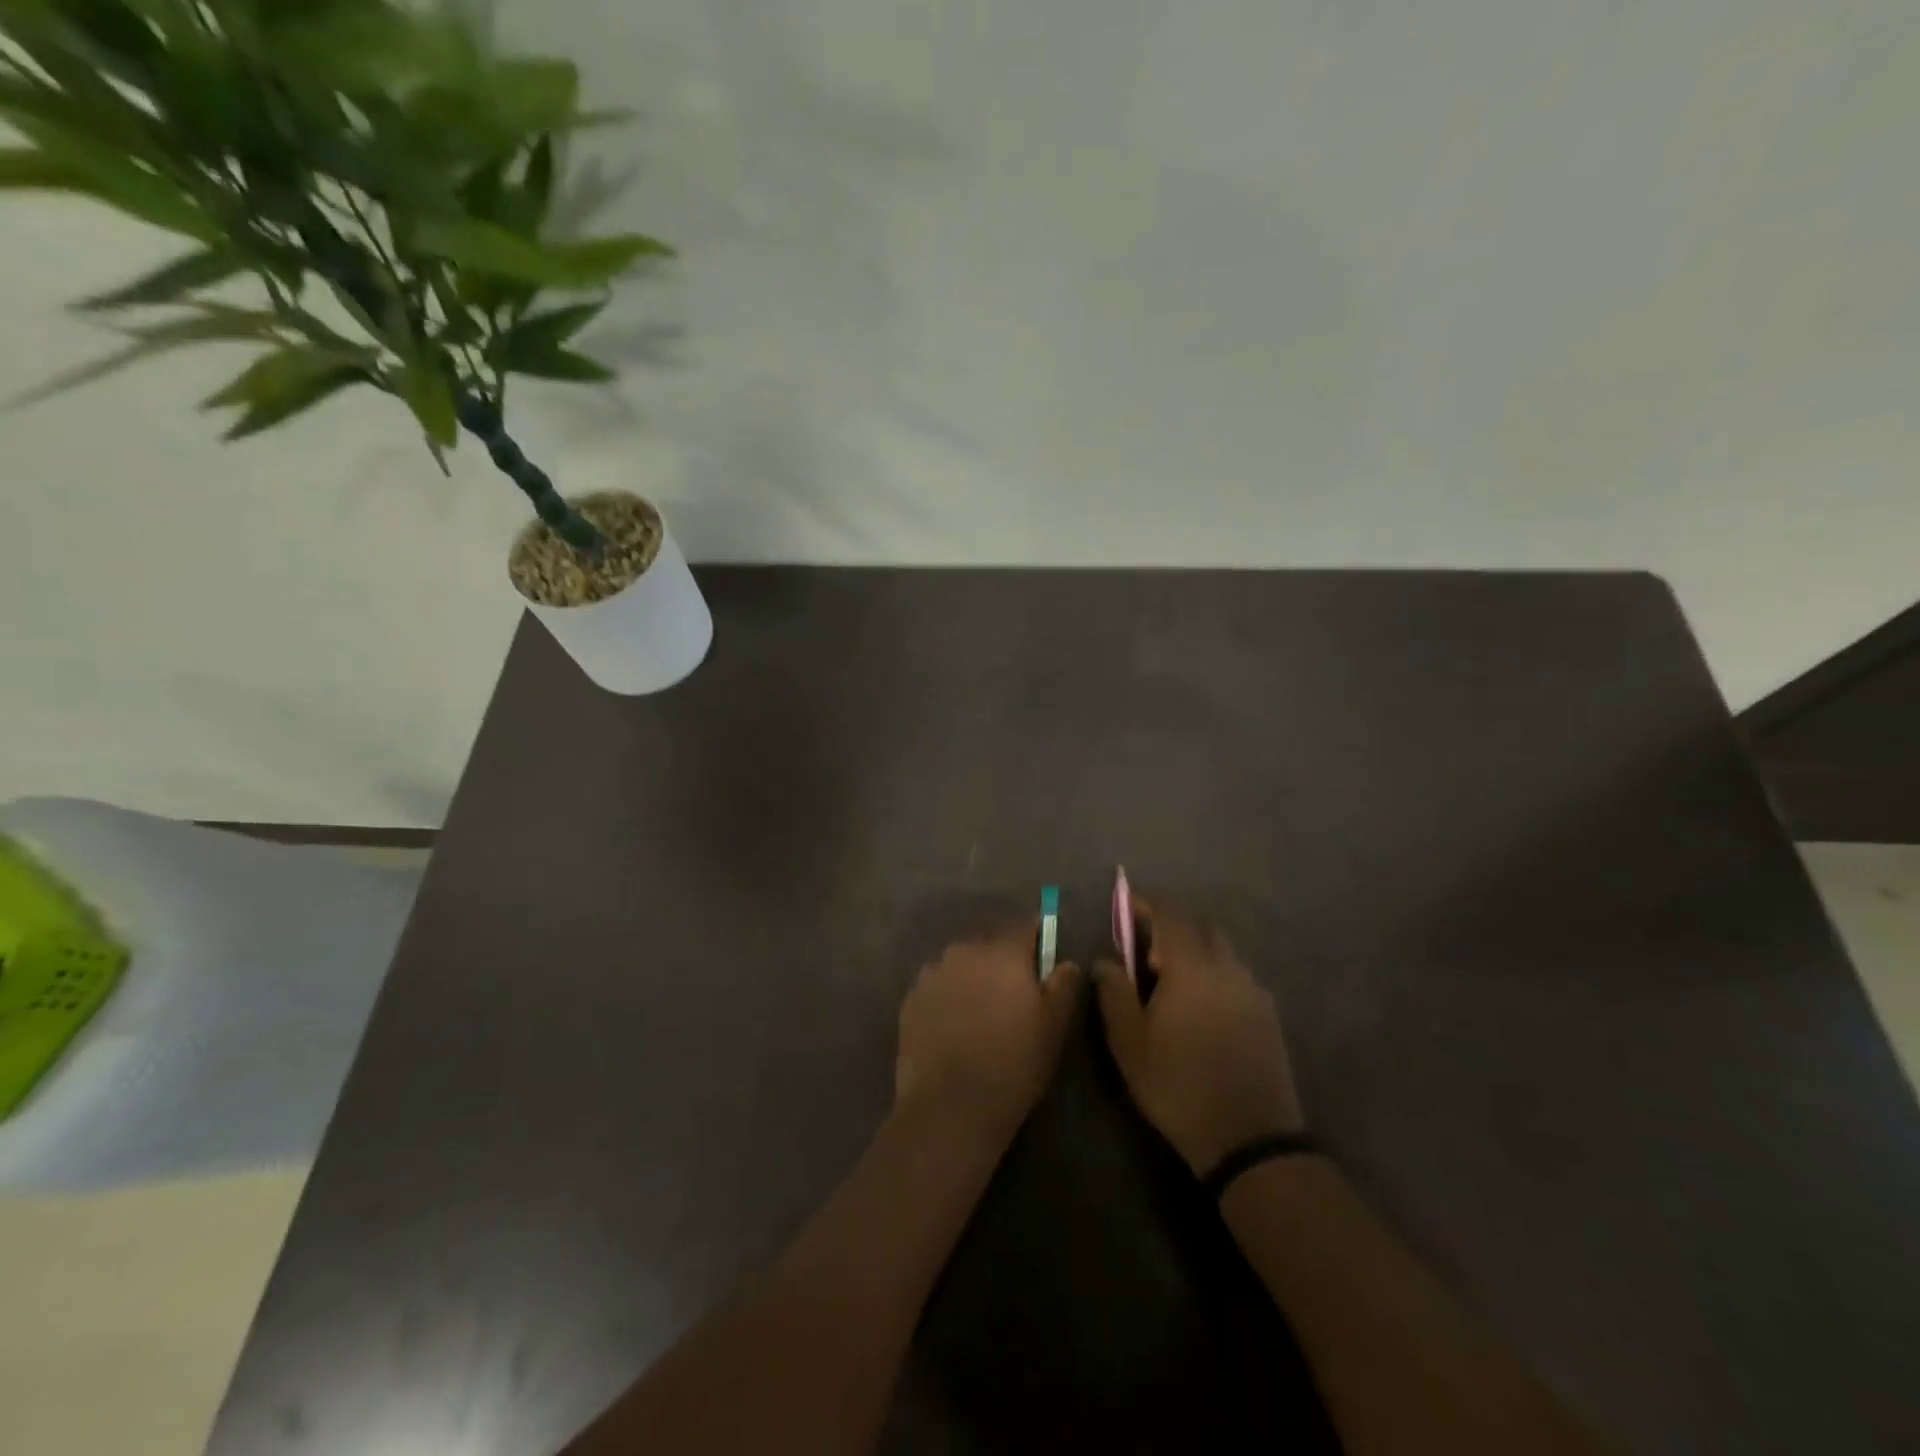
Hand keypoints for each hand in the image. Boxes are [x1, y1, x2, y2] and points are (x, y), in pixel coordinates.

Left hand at [895, 921, 1082, 1148]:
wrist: (949, 1107)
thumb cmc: (1013, 1064)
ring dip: (973, 978)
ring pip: (961, 964)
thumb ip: (1064, 985)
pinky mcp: (910, 999)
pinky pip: (938, 987)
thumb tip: (1064, 962)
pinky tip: (955, 1028)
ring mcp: (932, 973)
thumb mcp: (1054, 1027)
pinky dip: (948, 998)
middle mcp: (963, 951)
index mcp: (1002, 951)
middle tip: (1014, 996)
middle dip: (1003, 961)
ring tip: (981, 1015)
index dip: (1037, 940)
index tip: (1043, 962)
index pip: (1025, 927)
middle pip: (990, 944)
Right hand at [1095, 898, 1303, 1174]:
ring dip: (1193, 950)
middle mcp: (1227, 967)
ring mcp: (1252, 990)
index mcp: (1192, 966)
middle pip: (1200, 926)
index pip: (1170, 914)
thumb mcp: (1129, 1041)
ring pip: (1221, 950)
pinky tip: (1199, 1006)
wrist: (1249, 1139)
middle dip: (1171, 925)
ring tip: (1169, 981)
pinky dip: (1213, 973)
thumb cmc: (1178, 1085)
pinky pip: (1235, 975)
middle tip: (1144, 949)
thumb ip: (1113, 992)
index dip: (1146, 903)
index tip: (1125, 903)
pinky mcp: (1268, 1014)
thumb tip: (1105, 960)